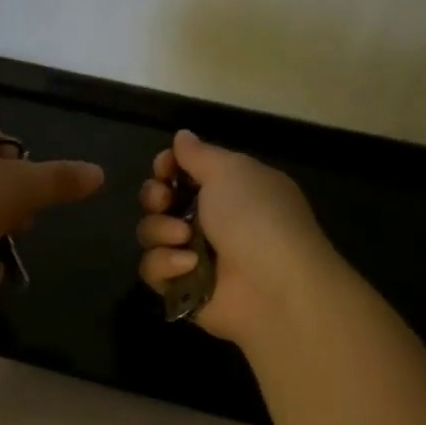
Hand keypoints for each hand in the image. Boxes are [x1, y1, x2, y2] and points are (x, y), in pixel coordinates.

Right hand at [137, 130, 349, 346]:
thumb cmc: (256, 217)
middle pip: (159, 201)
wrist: (274, 286)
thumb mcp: (231, 171)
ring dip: (161, 231)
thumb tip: (182, 135)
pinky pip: (153, 270)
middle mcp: (209, 221)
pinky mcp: (182, 289)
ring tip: (184, 237)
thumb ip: (199, 154)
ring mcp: (194, 256)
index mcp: (228, 190)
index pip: (182, 173)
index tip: (164, 168)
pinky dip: (166, 264)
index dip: (167, 168)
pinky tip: (188, 266)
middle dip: (154, 197)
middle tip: (164, 200)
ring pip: (151, 234)